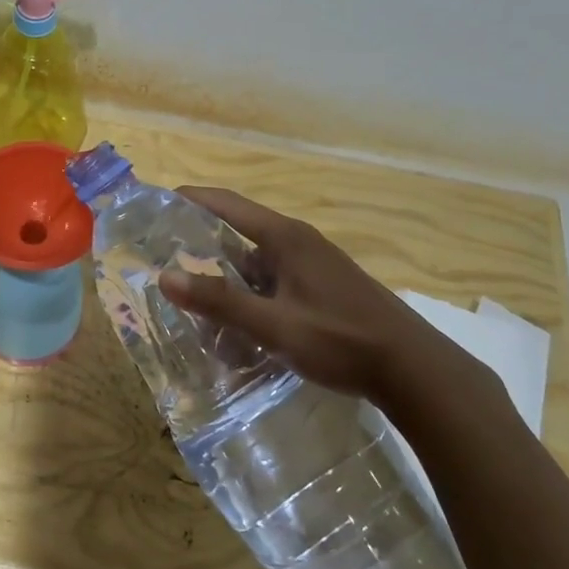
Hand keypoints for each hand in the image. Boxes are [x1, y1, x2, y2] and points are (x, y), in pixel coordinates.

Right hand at [160, 187, 504, 415]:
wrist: (413, 369)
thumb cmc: (341, 340)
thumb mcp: (274, 326)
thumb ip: (220, 302)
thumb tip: (165, 276)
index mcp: (285, 238)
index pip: (227, 204)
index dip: (189, 199)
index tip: (155, 202)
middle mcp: (298, 241)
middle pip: (239, 228)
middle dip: (200, 238)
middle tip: (162, 252)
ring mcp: (314, 264)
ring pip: (256, 259)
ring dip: (225, 270)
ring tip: (192, 290)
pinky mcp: (324, 286)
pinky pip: (273, 278)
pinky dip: (248, 289)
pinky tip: (237, 317)